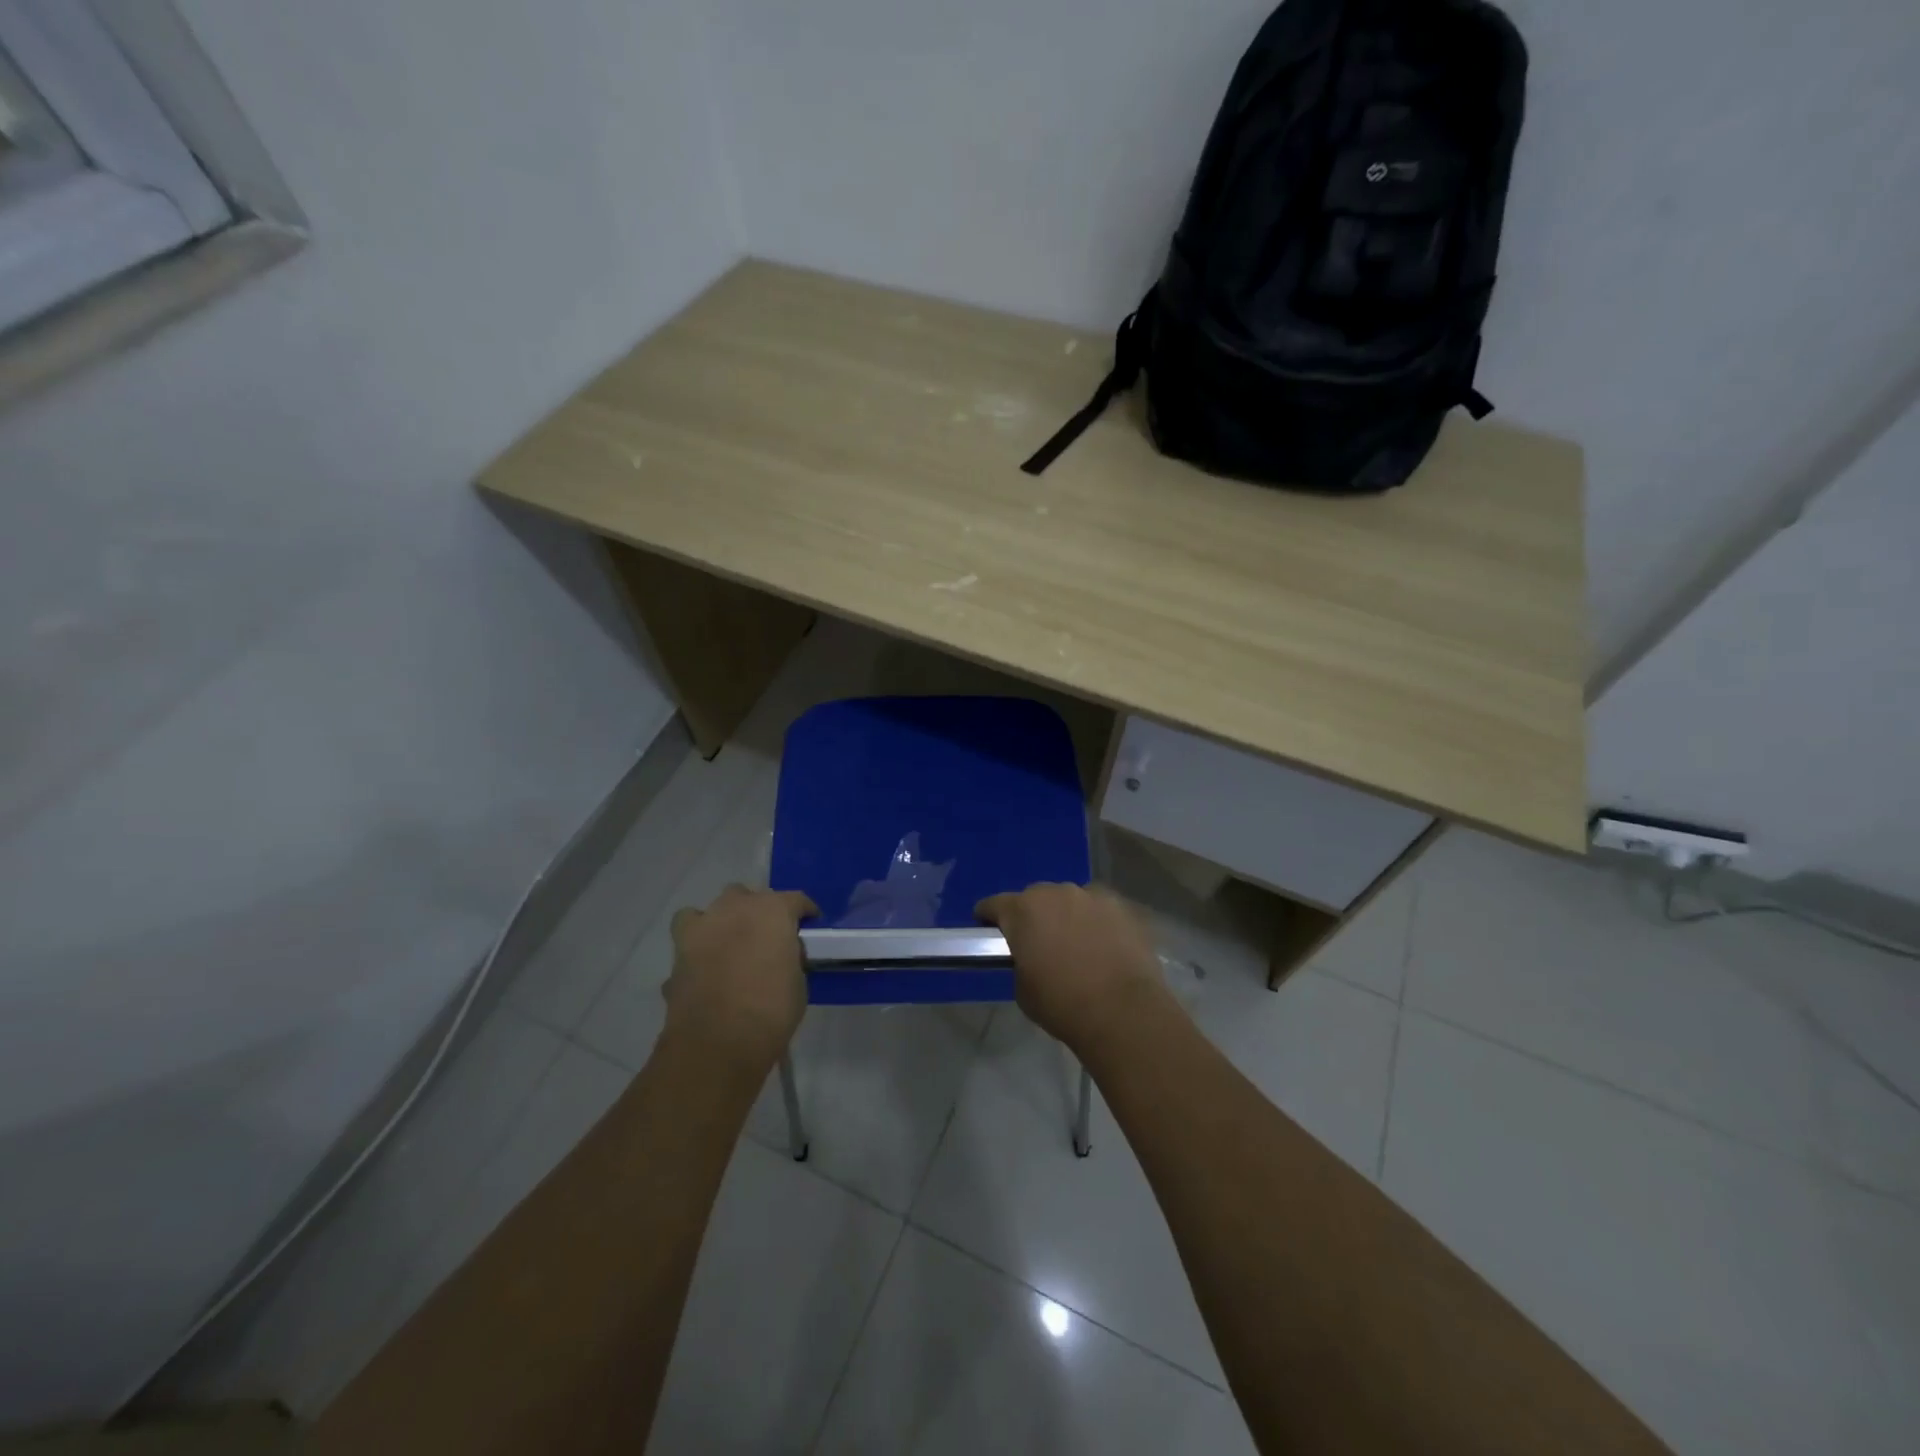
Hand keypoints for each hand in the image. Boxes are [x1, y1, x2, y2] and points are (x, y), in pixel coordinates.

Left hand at [664, 885, 817, 1075]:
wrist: (718, 1043)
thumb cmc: (771, 1012)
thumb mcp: (798, 982)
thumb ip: (789, 958)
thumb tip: (782, 956)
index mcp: (773, 911)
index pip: (796, 900)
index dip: (804, 913)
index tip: (808, 926)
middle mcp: (736, 908)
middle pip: (749, 896)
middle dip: (758, 912)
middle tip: (767, 938)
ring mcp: (703, 926)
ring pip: (714, 908)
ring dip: (724, 920)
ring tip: (732, 943)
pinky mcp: (678, 950)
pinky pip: (689, 933)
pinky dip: (696, 942)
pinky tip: (705, 962)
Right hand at [975, 883, 1174, 1054]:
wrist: (1123, 1012)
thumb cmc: (1063, 1004)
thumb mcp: (1023, 989)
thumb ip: (1020, 961)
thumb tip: (1030, 956)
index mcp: (1023, 911)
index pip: (994, 904)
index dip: (989, 916)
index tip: (988, 930)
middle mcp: (1056, 893)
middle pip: (1035, 898)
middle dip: (1033, 916)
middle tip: (1038, 942)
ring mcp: (1092, 896)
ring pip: (1071, 900)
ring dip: (1067, 915)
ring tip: (1076, 943)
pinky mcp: (1122, 906)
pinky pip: (1100, 909)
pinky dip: (1097, 922)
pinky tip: (1105, 945)